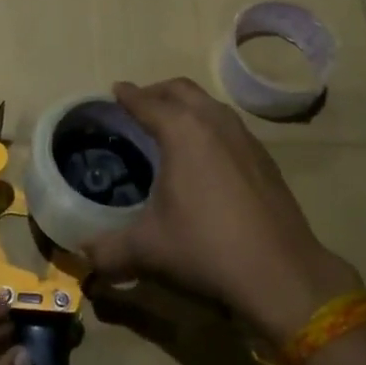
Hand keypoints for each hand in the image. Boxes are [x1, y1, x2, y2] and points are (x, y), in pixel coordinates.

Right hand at [81, 78, 364, 340]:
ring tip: (170, 124)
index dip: (127, 95)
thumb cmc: (206, 249)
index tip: (115, 90)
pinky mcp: (264, 158)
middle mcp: (214, 122)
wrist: (283, 274)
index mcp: (181, 131)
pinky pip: (228, 125)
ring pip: (209, 104)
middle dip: (157, 91)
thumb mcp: (148, 249)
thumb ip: (108, 250)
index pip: (146, 102)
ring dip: (186, 105)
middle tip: (139, 104)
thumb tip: (82, 256)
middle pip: (181, 90)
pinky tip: (206, 154)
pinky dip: (209, 124)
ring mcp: (244, 137)